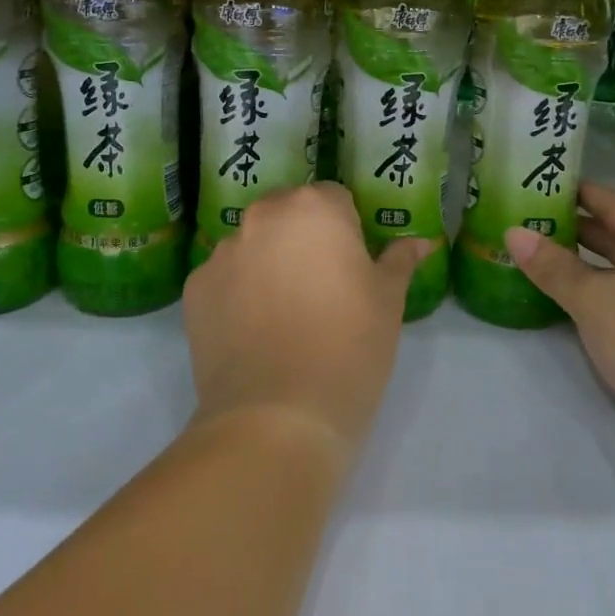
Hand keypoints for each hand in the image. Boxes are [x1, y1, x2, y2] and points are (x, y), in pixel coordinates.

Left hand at [183, 183, 428, 458]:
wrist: (277, 417)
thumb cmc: (349, 347)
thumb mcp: (388, 302)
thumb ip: (399, 260)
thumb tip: (419, 242)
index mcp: (314, 208)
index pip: (334, 198)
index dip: (348, 229)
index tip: (353, 266)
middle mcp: (262, 217)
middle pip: (288, 214)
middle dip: (304, 238)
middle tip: (322, 287)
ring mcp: (222, 253)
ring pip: (253, 245)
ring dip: (268, 262)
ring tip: (284, 315)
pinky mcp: (194, 290)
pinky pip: (224, 278)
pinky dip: (237, 293)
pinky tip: (253, 333)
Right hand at [504, 181, 614, 465]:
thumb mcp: (596, 300)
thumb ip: (554, 267)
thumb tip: (513, 233)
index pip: (605, 200)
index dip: (566, 192)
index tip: (528, 186)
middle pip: (613, 233)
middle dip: (568, 230)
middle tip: (520, 225)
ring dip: (581, 267)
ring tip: (533, 261)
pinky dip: (598, 295)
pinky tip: (567, 303)